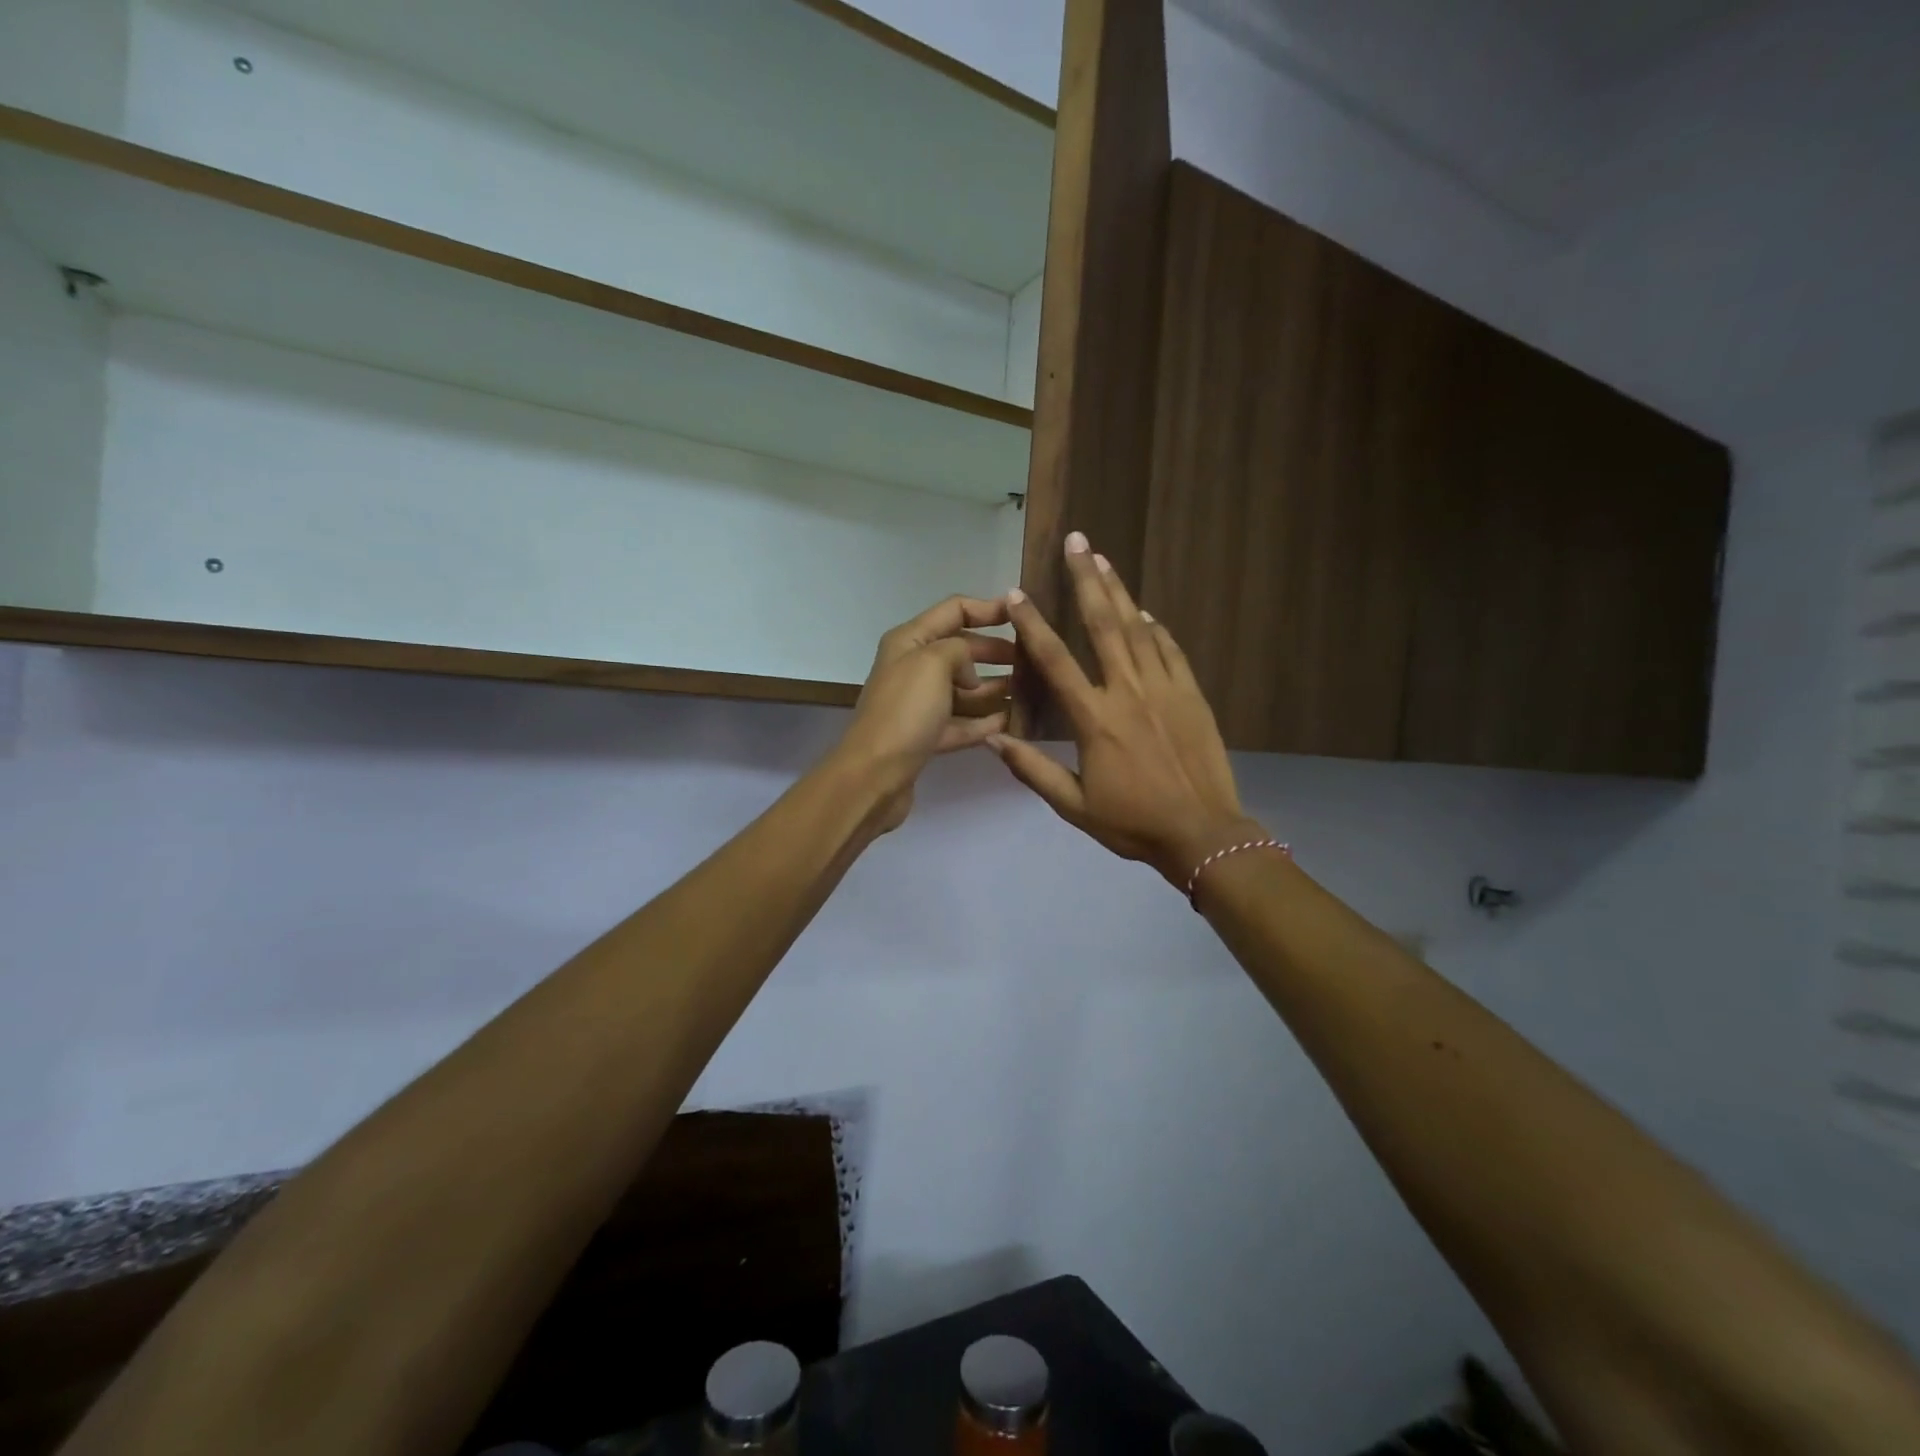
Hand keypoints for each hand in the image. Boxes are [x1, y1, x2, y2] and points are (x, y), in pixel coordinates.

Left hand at [833, 595, 1013, 833]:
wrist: (874, 776)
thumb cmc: (904, 711)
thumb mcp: (933, 663)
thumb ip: (960, 650)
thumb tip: (970, 671)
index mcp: (909, 640)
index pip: (954, 610)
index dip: (990, 609)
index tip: (1024, 616)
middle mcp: (913, 668)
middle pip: (962, 650)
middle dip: (996, 651)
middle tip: (1033, 659)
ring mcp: (920, 705)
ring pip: (965, 689)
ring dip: (996, 688)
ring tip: (1032, 691)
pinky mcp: (927, 737)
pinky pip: (963, 723)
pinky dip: (986, 722)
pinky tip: (1014, 722)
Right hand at [990, 535, 1256, 886]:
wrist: (1203, 833)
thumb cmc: (1133, 823)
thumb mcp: (1074, 806)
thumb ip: (1033, 770)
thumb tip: (993, 741)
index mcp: (1094, 719)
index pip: (1055, 660)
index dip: (1033, 623)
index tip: (1017, 591)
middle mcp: (1128, 692)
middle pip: (1103, 624)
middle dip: (1086, 579)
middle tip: (1076, 541)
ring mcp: (1165, 689)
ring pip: (1138, 628)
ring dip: (1119, 591)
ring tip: (1103, 558)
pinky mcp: (1192, 694)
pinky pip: (1170, 650)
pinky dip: (1156, 627)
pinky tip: (1144, 611)